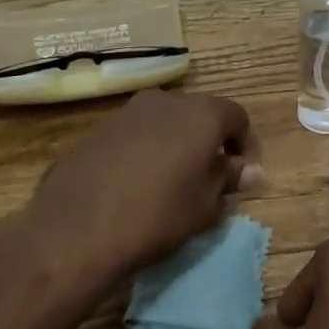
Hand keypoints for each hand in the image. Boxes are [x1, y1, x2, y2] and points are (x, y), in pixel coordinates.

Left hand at [4, 89, 261, 291]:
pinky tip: (139, 183)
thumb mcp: (205, 205)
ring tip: (174, 182)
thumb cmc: (157, 215)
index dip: (246, 146)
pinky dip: (148, 150)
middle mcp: (167, 100)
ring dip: (178, 144)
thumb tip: (250, 171)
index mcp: (201, 113)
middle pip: (201, 114)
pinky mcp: (100, 128)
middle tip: (212, 179)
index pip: (237, 117)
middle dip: (211, 142)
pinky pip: (137, 133)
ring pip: (167, 121)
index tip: (243, 177)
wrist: (77, 227)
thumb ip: (230, 180)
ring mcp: (129, 111)